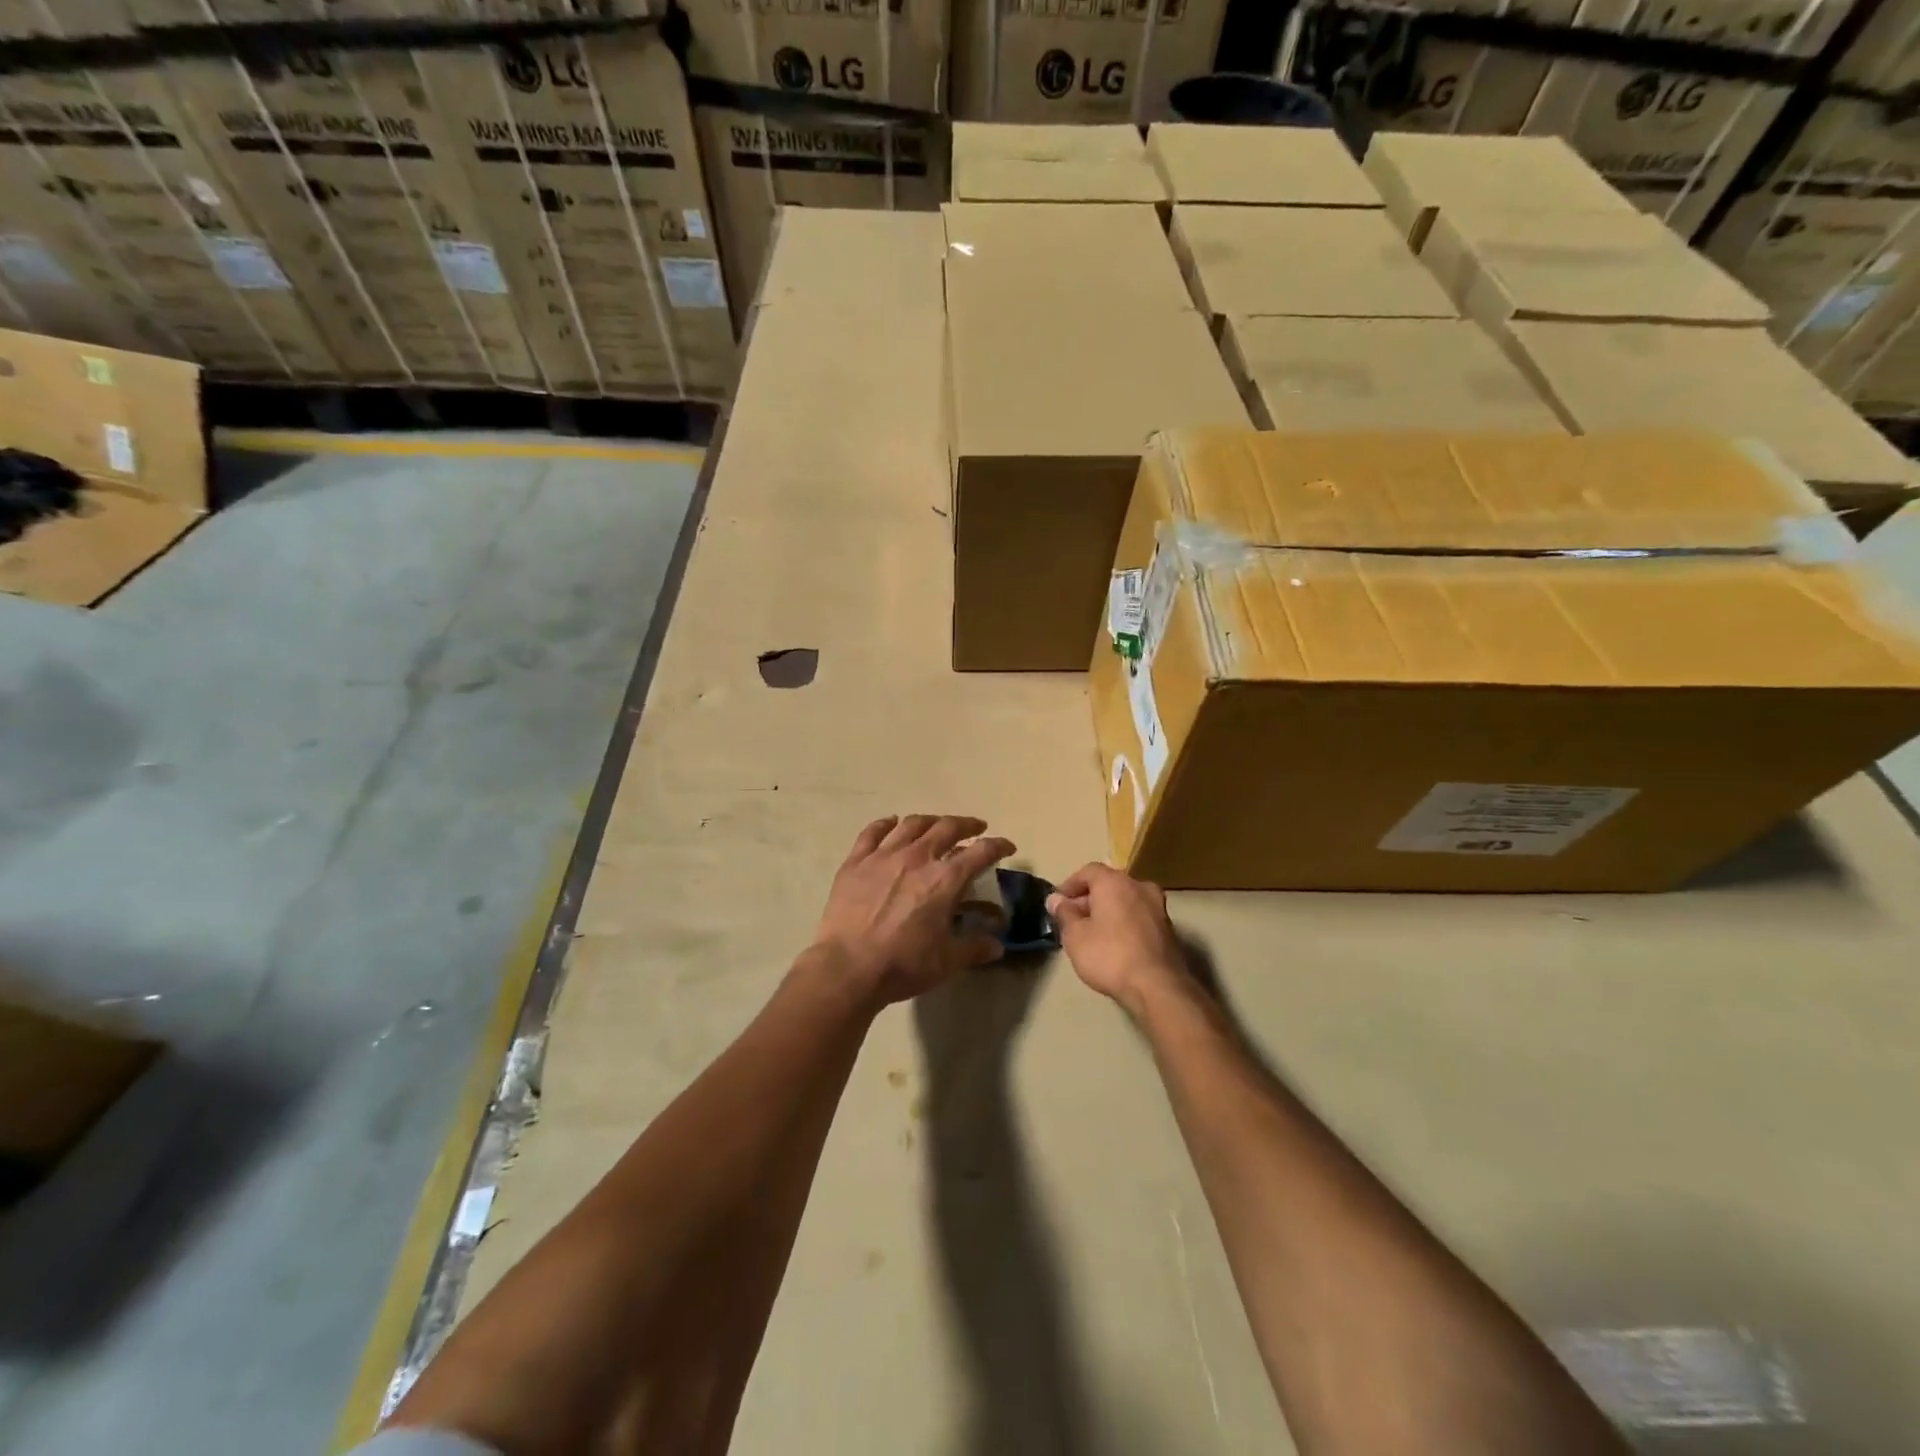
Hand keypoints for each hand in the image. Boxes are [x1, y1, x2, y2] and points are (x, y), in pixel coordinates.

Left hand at [812, 815, 1015, 1007]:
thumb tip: (997, 945)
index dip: (998, 846)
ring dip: (930, 821)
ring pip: (911, 824)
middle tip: (975, 828)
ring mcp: (884, 855)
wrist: (848, 967)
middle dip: (966, 825)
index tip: (1007, 846)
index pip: (980, 852)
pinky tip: (891, 823)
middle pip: (947, 827)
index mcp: (945, 879)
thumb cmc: (903, 964)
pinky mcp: (856, 861)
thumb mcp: (947, 961)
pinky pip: (873, 832)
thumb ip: (975, 948)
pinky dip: (885, 824)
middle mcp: (917, 857)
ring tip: (936, 825)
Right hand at [1047, 863, 1187, 1014]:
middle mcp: (1139, 886)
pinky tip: (1114, 943)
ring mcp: (1158, 907)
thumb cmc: (1109, 956)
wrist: (1158, 987)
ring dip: (1108, 910)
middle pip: (1108, 884)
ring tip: (1092, 933)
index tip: (1058, 903)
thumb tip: (1055, 899)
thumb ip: (1064, 914)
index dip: (1070, 885)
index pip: (1088, 871)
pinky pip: (1139, 916)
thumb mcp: (1075, 936)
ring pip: (1126, 900)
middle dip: (1089, 898)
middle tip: (1072, 919)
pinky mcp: (1168, 928)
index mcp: (1114, 882)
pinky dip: (1124, 922)